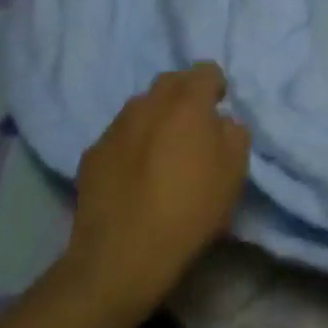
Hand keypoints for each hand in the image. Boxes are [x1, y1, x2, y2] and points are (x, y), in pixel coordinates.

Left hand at [62, 62, 251, 312]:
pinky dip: (131, 144)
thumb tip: (220, 121)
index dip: (216, 87)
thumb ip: (234, 133)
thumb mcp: (235, 172)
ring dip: (155, 117)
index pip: (206, 71)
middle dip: (184, 95)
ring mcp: (116, 127)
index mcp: (188, 102)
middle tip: (192, 126)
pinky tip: (134, 174)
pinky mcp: (92, 153)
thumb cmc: (190, 210)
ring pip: (141, 106)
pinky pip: (119, 136)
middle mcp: (149, 103)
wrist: (123, 256)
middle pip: (171, 81)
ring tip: (161, 150)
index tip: (219, 110)